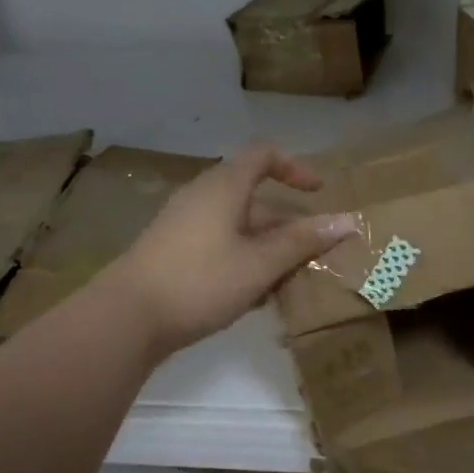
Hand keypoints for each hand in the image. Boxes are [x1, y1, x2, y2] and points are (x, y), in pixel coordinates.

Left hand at [100, 145, 360, 356]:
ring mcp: (182, 224)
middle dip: (287, 223)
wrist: (126, 317)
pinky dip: (242, 260)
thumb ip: (303, 241)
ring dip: (266, 247)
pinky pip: (218, 244)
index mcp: (223, 187)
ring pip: (237, 226)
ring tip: (288, 281)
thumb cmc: (200, 281)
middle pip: (253, 196)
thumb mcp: (260, 263)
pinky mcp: (171, 252)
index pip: (263, 155)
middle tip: (312, 252)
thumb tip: (347, 220)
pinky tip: (252, 297)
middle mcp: (201, 197)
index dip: (295, 167)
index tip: (318, 192)